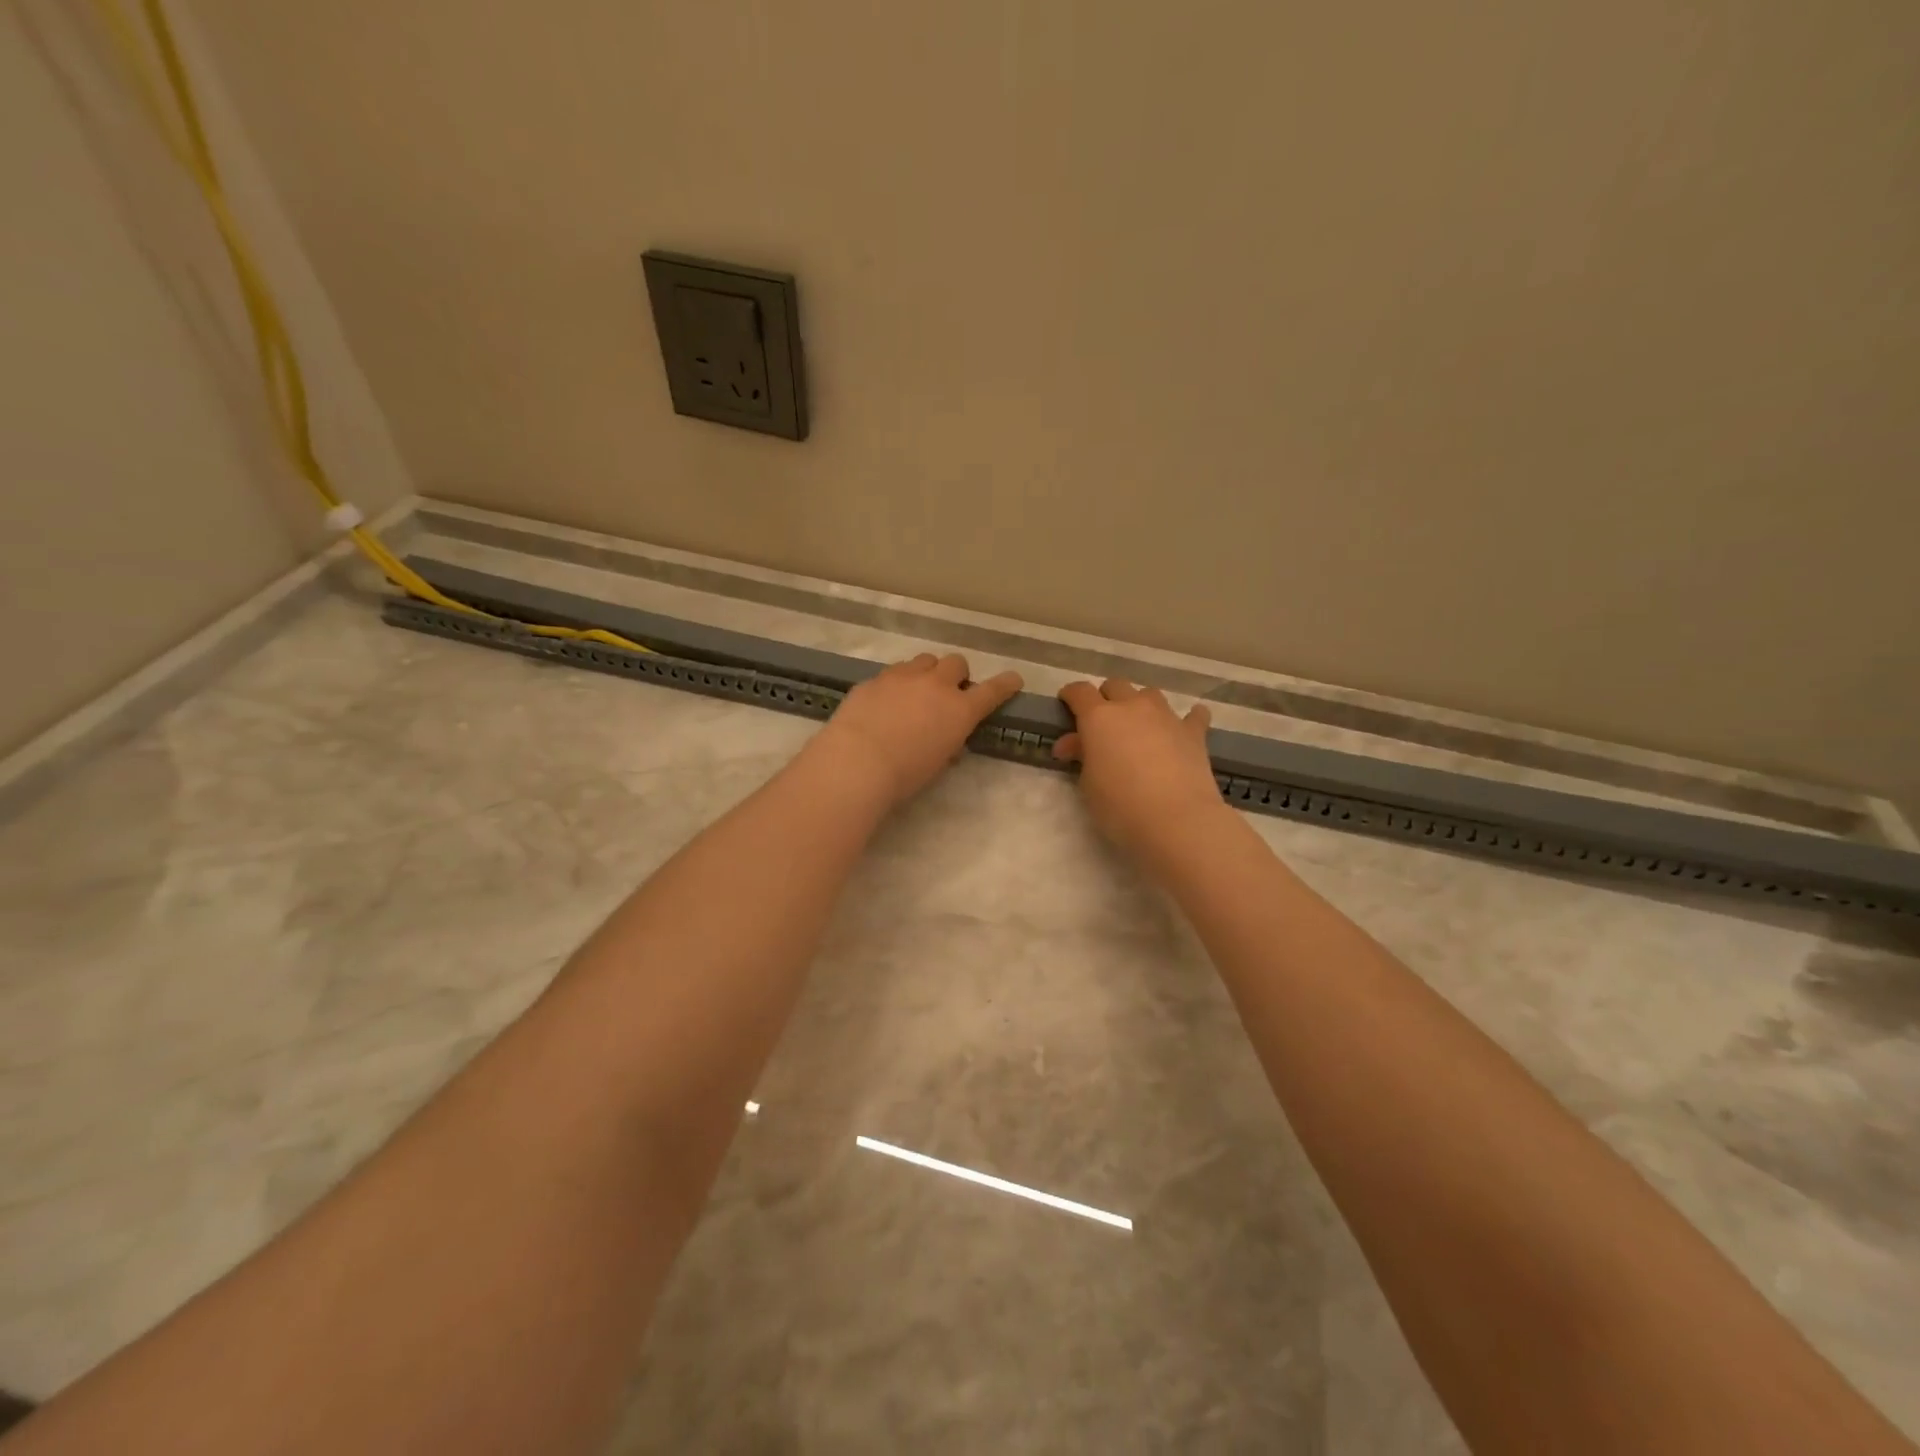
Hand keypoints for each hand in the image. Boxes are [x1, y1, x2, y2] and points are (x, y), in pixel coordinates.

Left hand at [814, 653, 1023, 807]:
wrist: (858, 760)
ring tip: (915, 693)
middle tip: (948, 693)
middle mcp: (936, 685)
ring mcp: (904, 677)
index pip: (992, 691)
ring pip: (925, 660)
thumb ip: (948, 744)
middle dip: (956, 675)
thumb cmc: (905, 774)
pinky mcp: (876, 679)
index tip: (1013, 680)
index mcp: (960, 710)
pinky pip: (894, 672)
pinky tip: (885, 703)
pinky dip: (897, 683)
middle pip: (956, 663)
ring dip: (927, 673)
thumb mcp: (938, 763)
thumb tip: (948, 740)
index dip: (1005, 684)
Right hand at [1054, 678, 1225, 866]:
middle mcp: (1132, 707)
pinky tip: (1185, 728)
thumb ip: (1082, 756)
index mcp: (1099, 717)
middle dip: (1106, 699)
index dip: (1071, 696)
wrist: (1176, 821)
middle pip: (1115, 686)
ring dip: (1140, 705)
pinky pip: (1193, 715)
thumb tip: (1073, 744)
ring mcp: (1166, 716)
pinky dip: (1188, 718)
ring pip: (1149, 694)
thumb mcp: (1088, 784)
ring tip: (1140, 727)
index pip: (1080, 692)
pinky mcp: (1194, 733)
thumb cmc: (1120, 806)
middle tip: (1102, 724)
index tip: (1066, 705)